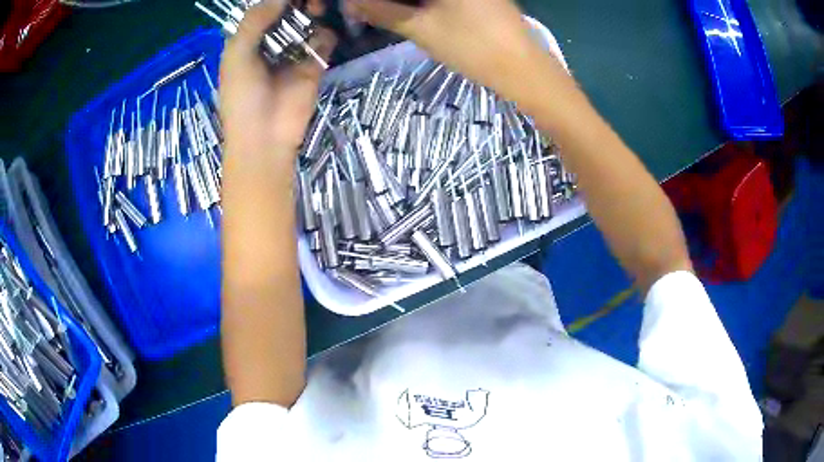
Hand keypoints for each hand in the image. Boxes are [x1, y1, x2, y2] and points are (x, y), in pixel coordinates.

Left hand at [220, 0, 335, 157]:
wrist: (265, 137)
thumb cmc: (242, 97)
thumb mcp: (237, 55)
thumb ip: (254, 21)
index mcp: (248, 42)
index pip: (262, 11)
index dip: (274, 1)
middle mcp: (271, 43)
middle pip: (287, 13)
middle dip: (295, 4)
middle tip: (306, 2)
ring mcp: (294, 54)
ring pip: (307, 23)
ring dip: (312, 13)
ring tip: (315, 9)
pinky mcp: (314, 65)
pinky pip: (323, 41)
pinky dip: (324, 34)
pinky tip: (319, 36)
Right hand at [345, 0, 548, 99]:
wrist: (523, 69)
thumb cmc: (472, 47)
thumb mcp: (420, 28)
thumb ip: (381, 11)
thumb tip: (349, 2)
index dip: (375, 0)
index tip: (358, 7)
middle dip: (390, 1)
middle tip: (370, 11)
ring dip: (405, 2)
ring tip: (385, 14)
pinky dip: (424, 3)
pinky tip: (413, 12)